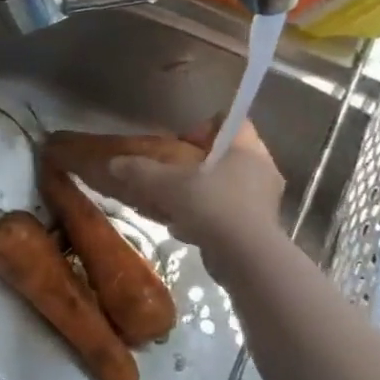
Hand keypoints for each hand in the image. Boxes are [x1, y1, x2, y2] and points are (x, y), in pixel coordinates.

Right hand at [98, 119, 285, 276]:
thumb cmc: (210, 206)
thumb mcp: (165, 184)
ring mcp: (265, 200)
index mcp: (246, 149)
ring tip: (175, 204)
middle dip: (199, 164)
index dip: (205, 127)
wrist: (245, 257)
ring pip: (228, 186)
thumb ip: (139, 171)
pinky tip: (186, 229)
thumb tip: (114, 163)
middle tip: (174, 173)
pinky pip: (231, 211)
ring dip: (202, 192)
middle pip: (228, 155)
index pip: (233, 122)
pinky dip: (209, 216)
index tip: (182, 143)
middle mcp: (263, 170)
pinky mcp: (261, 227)